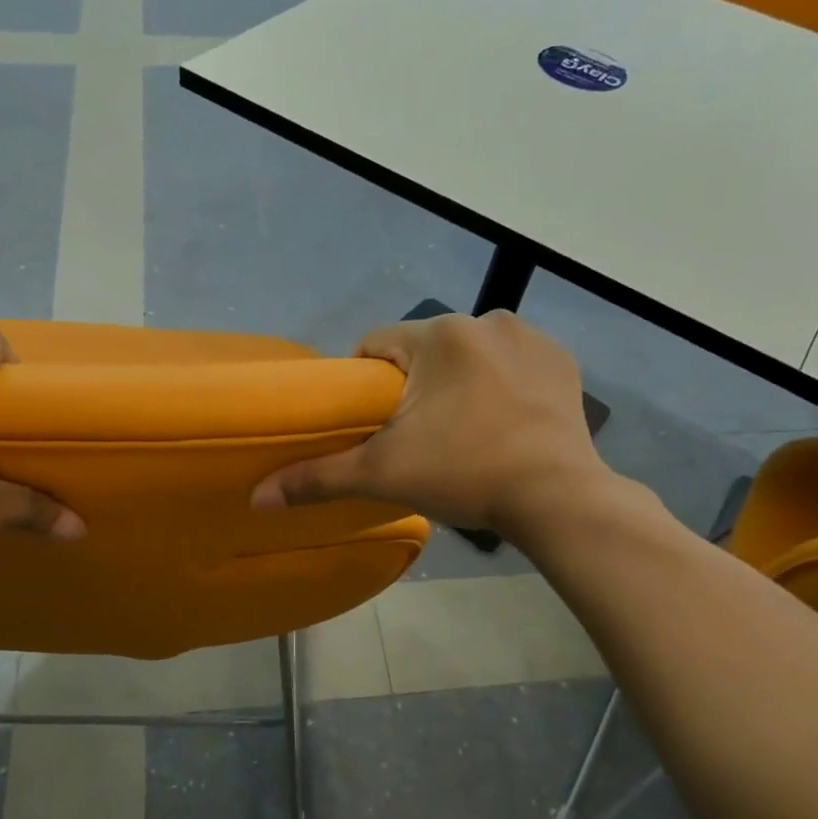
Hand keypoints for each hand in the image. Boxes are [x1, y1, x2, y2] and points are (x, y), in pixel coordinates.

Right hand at [252, 311, 630, 538]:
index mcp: (438, 335)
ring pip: (467, 356)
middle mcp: (485, 320)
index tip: (372, 423)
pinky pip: (511, 364)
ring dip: (457, 383)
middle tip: (417, 437)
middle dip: (413, 386)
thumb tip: (256, 498)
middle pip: (423, 351)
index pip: (376, 344)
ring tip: (462, 433)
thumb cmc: (465, 474)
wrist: (558, 497)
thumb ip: (318, 478)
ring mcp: (530, 338)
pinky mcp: (561, 361)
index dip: (364, 383)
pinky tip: (503, 422)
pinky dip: (500, 385)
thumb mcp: (383, 475)